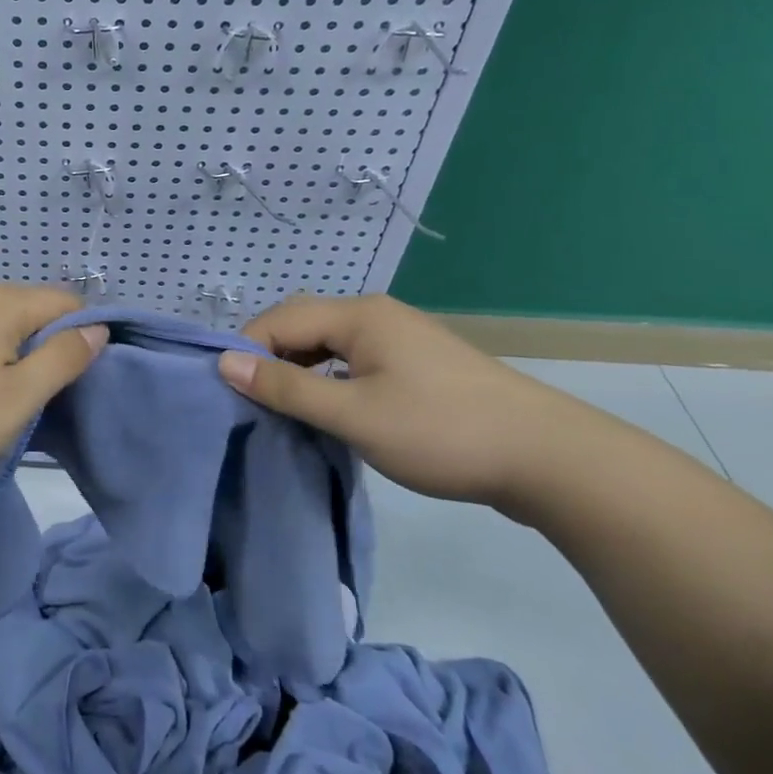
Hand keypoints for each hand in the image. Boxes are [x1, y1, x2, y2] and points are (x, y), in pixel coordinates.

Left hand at [0, 284, 109, 495]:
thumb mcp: (18, 397)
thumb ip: (63, 359)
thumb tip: (97, 329)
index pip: (65, 303)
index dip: (83, 337)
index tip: (80, 381)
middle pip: (28, 311)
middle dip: (44, 348)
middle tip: (41, 399)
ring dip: (9, 357)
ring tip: (2, 402)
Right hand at [216, 294, 610, 510]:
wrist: (548, 458)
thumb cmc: (441, 432)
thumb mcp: (353, 414)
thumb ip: (286, 387)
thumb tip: (224, 363)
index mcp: (359, 315)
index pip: (280, 319)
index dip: (246, 351)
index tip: (227, 392)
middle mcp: (376, 314)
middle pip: (303, 325)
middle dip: (270, 358)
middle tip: (250, 401)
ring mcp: (400, 338)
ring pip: (329, 344)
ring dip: (299, 371)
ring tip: (282, 409)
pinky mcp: (417, 365)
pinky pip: (354, 361)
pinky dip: (329, 380)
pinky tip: (327, 410)